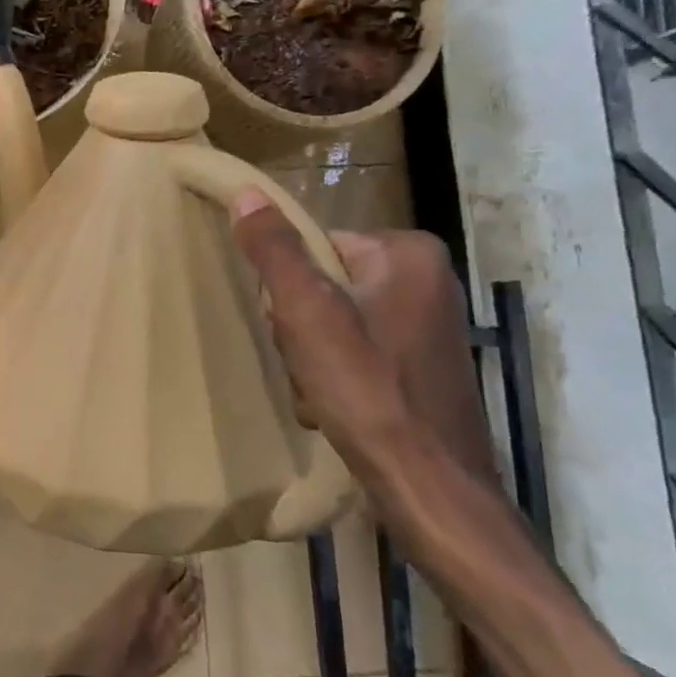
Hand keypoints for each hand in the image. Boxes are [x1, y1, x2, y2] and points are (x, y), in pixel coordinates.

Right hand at [229, 189, 423, 471]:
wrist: (429, 483)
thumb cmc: (367, 388)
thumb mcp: (306, 312)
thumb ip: (274, 250)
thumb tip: (246, 193)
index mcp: (408, 253)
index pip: (316, 246)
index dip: (289, 288)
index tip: (291, 328)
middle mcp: (429, 279)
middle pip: (326, 284)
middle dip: (302, 326)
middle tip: (306, 365)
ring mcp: (430, 325)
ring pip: (337, 322)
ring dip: (314, 356)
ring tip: (320, 391)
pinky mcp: (425, 365)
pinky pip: (360, 351)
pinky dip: (339, 375)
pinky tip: (336, 405)